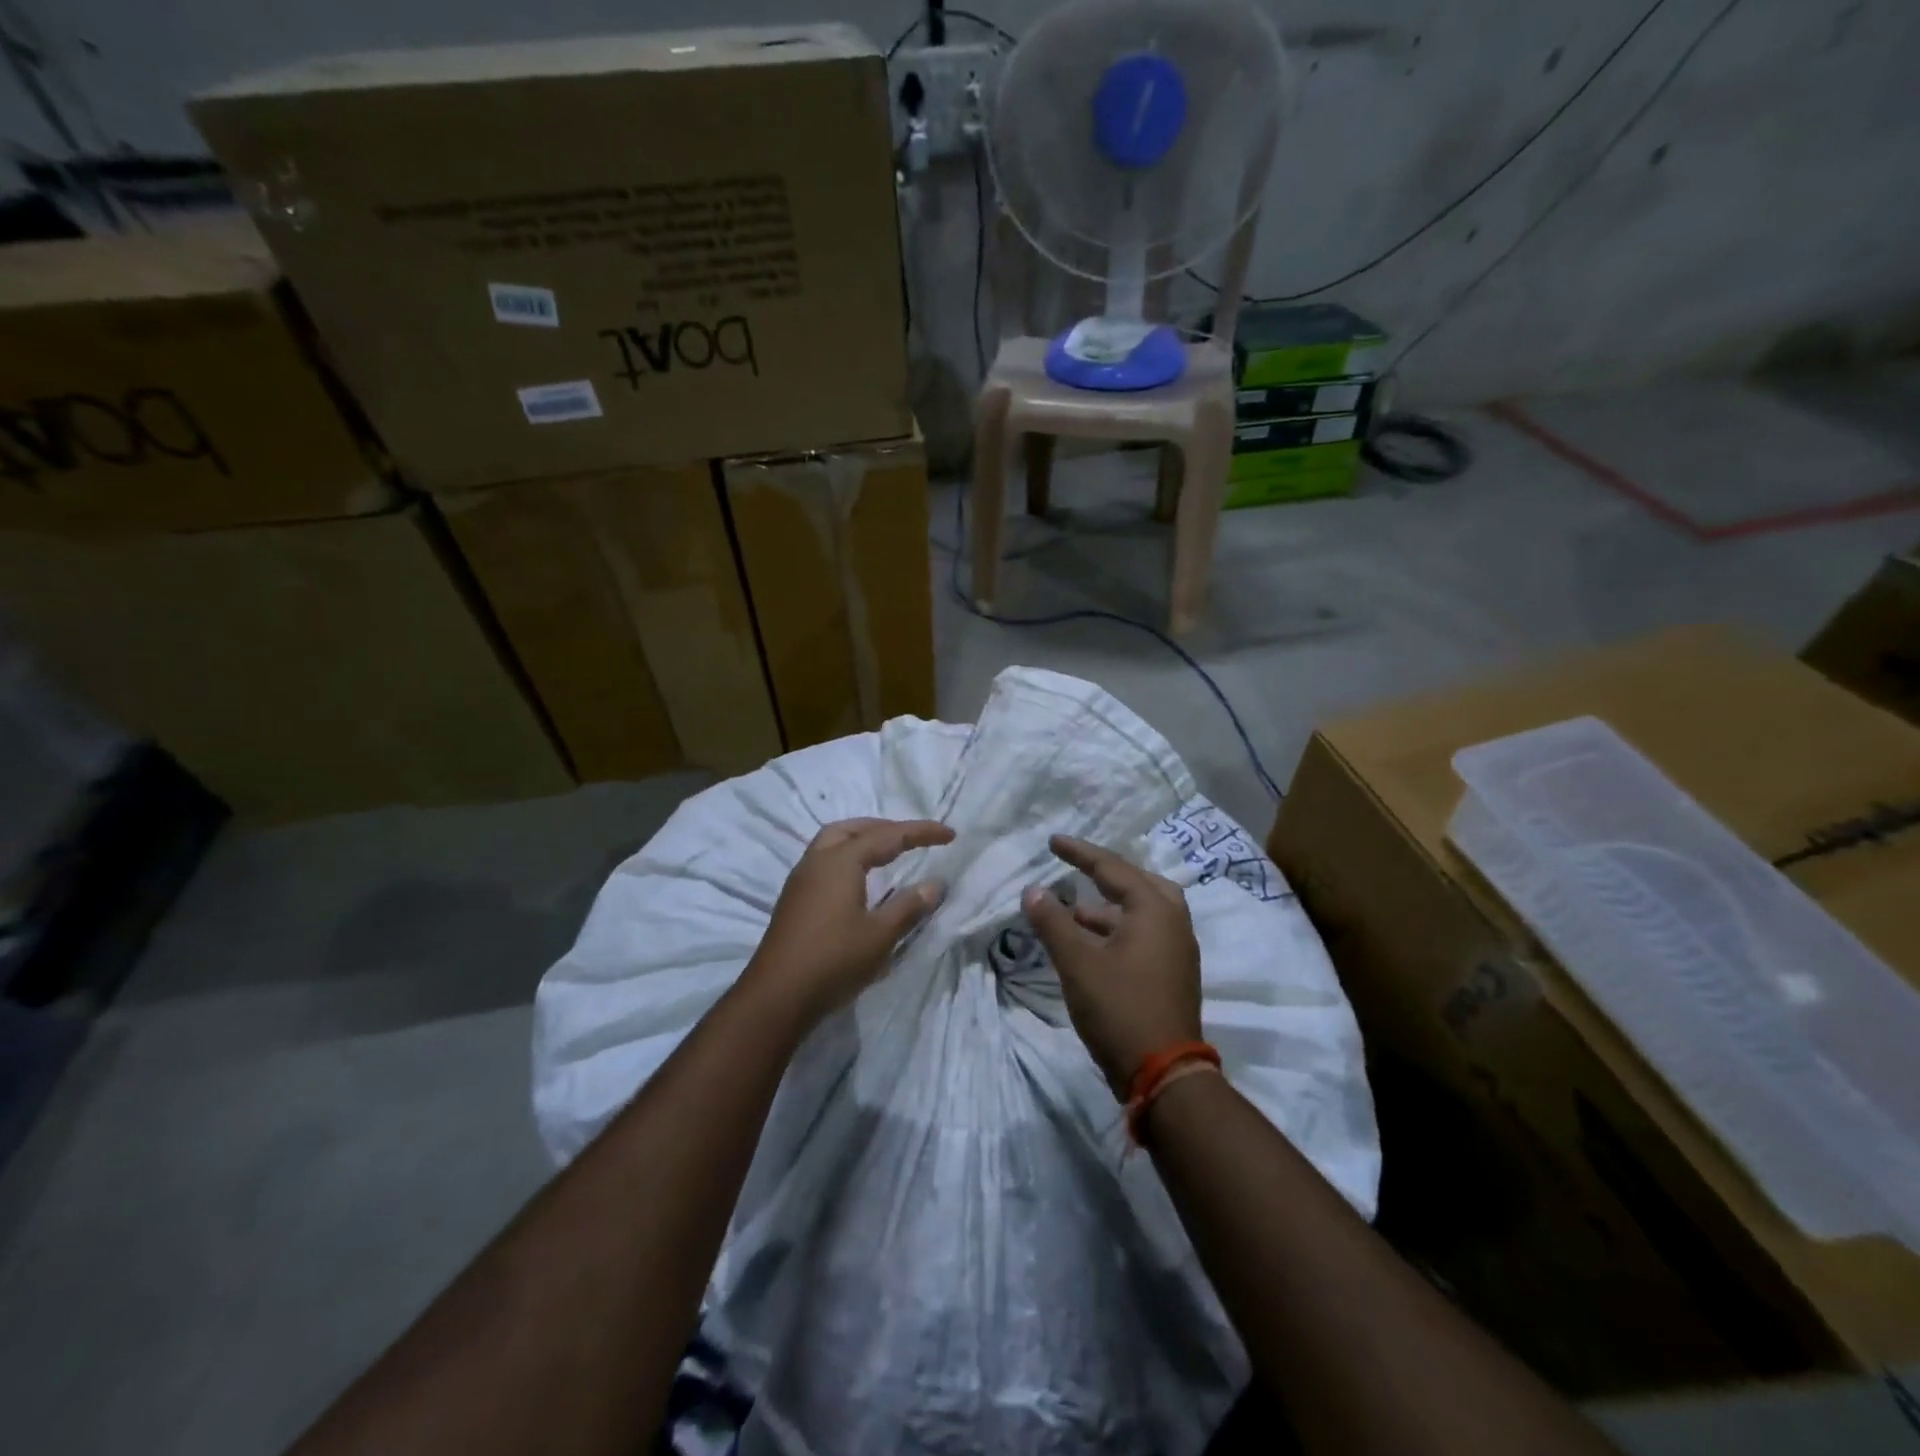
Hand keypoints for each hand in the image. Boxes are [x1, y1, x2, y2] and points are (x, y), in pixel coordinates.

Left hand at [742, 817, 954, 1028]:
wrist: (776, 996)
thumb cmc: (833, 961)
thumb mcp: (880, 935)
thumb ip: (909, 906)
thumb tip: (935, 884)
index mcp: (840, 861)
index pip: (888, 835)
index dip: (920, 832)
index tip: (950, 834)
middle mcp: (817, 861)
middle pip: (852, 829)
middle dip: (884, 827)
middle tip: (911, 838)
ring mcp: (801, 880)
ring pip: (832, 842)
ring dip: (861, 840)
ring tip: (887, 853)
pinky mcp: (794, 900)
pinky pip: (824, 861)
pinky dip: (847, 857)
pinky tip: (859, 880)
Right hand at [1022, 834, 1201, 1096]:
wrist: (1164, 1074)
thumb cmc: (1120, 1009)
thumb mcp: (1077, 963)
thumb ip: (1053, 922)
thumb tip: (1033, 890)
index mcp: (1154, 910)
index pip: (1112, 868)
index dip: (1079, 853)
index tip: (1052, 841)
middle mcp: (1173, 922)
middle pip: (1139, 883)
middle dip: (1105, 874)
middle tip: (1077, 868)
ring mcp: (1178, 950)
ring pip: (1144, 911)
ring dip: (1110, 906)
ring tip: (1075, 910)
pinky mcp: (1174, 973)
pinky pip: (1146, 933)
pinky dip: (1119, 927)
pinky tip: (1092, 943)